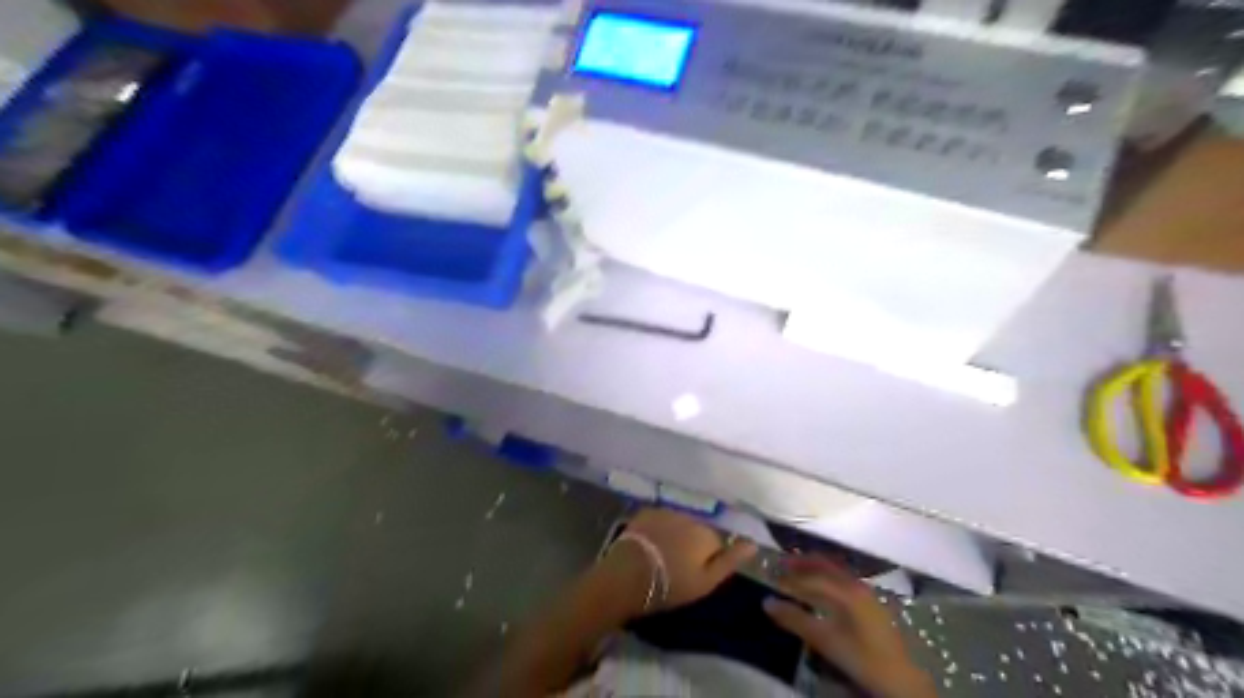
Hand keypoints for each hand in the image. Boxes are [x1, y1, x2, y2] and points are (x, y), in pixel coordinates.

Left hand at [610, 507, 756, 616]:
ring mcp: (666, 511)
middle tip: (678, 565)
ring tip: (662, 553)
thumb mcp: (706, 581)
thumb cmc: (671, 584)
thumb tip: (753, 544)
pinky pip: (660, 518)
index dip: (708, 559)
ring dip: (675, 533)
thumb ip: (731, 560)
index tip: (696, 573)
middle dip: (692, 543)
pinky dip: (658, 527)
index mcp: (707, 533)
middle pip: (698, 529)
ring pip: (679, 522)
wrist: (628, 575)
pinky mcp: (646, 512)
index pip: (717, 542)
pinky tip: (650, 542)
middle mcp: (690, 516)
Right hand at [763, 557, 938, 697]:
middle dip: (802, 563)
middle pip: (825, 565)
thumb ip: (795, 620)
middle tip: (782, 564)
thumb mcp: (825, 641)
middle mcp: (856, 584)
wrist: (901, 680)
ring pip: (835, 572)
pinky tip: (821, 589)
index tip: (772, 577)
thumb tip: (767, 602)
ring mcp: (866, 593)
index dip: (789, 576)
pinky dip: (826, 578)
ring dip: (814, 569)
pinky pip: (842, 581)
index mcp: (845, 590)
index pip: (810, 576)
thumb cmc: (862, 658)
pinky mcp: (870, 604)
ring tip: (797, 572)